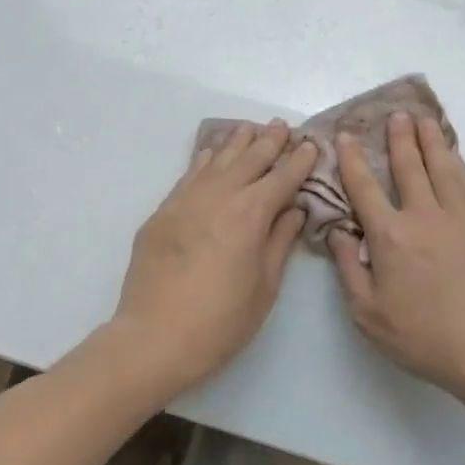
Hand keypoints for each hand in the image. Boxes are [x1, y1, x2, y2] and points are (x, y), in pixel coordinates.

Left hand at [114, 121, 317, 393]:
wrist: (154, 338)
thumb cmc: (221, 320)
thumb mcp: (265, 286)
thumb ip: (280, 241)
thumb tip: (294, 210)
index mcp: (251, 214)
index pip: (282, 178)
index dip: (299, 161)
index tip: (311, 145)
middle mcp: (219, 196)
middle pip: (249, 159)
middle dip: (270, 141)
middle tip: (282, 126)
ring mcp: (186, 200)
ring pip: (217, 160)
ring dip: (237, 143)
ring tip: (251, 129)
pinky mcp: (163, 212)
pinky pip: (189, 175)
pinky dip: (205, 160)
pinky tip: (211, 153)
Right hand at [327, 113, 464, 399]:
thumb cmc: (424, 337)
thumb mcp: (368, 314)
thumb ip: (348, 269)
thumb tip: (338, 231)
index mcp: (391, 237)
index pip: (366, 188)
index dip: (353, 160)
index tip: (345, 136)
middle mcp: (425, 216)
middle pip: (410, 167)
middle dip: (399, 138)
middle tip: (395, 114)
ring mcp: (461, 217)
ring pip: (444, 167)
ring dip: (432, 141)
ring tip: (425, 120)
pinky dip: (458, 164)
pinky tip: (454, 157)